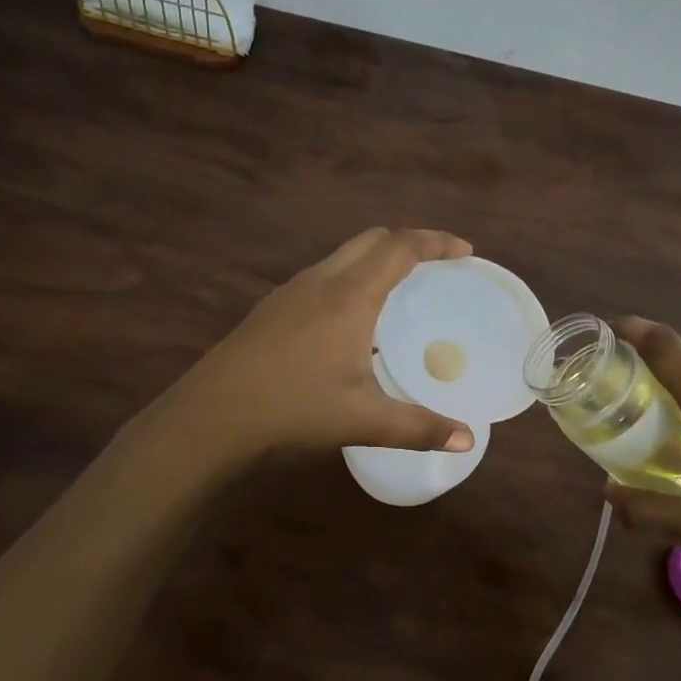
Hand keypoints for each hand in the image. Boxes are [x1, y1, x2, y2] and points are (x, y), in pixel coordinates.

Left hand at [172, 228, 477, 463]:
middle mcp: (323, 280)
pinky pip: (325, 274)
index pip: (401, 248)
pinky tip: (352, 321)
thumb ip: (419, 427)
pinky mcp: (273, 306)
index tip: (465, 252)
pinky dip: (352, 277)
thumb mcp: (362, 420)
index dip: (437, 242)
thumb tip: (468, 441)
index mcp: (350, 296)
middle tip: (437, 266)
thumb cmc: (293, 407)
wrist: (213, 412)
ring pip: (344, 255)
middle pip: (372, 239)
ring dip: (377, 259)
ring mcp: (293, 290)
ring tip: (400, 291)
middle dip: (409, 243)